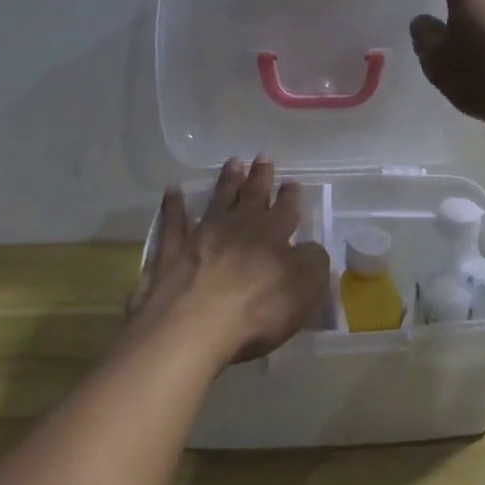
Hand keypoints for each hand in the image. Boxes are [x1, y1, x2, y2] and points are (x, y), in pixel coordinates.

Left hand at [128, 157, 330, 367]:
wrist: (193, 327)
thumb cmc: (256, 311)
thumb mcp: (304, 290)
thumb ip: (313, 263)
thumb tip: (310, 248)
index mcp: (272, 235)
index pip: (286, 210)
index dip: (290, 196)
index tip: (292, 182)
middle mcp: (237, 227)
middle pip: (252, 196)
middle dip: (260, 177)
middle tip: (263, 157)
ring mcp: (201, 236)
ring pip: (217, 201)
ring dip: (226, 182)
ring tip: (233, 163)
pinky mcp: (170, 252)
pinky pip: (172, 222)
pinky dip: (173, 205)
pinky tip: (172, 190)